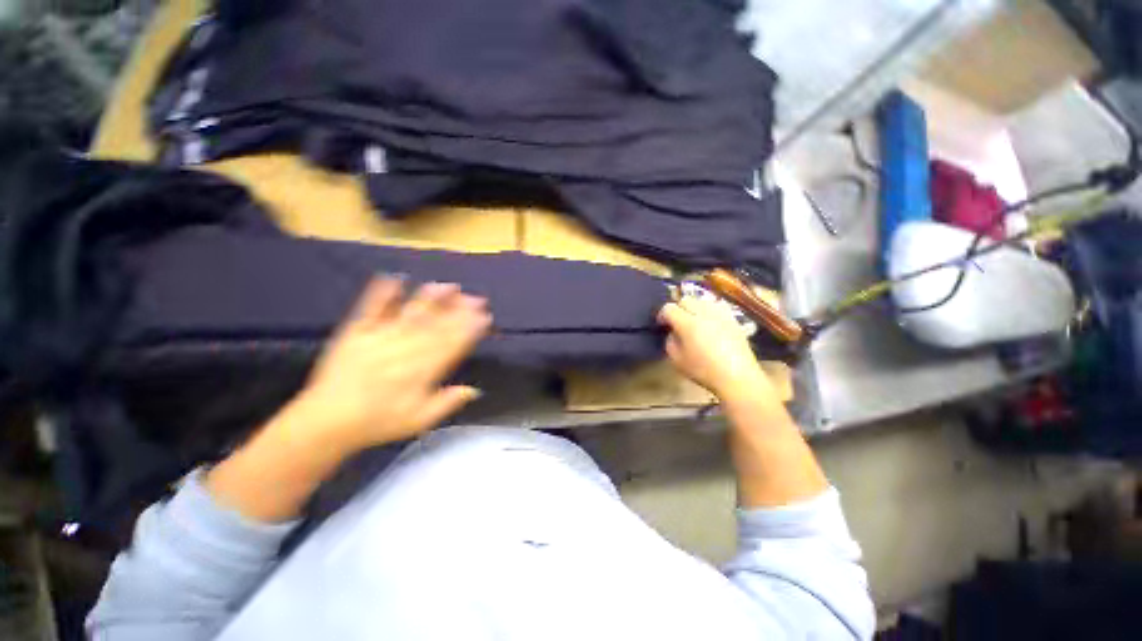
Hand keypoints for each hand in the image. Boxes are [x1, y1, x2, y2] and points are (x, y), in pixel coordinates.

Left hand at [278, 277, 491, 454]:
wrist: (326, 422)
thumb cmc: (377, 423)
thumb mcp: (418, 421)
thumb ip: (447, 403)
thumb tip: (475, 389)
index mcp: (420, 371)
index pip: (451, 345)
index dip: (470, 330)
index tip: (484, 317)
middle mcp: (404, 350)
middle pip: (437, 326)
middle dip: (460, 311)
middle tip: (477, 299)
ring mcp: (379, 338)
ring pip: (411, 314)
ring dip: (431, 299)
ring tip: (449, 286)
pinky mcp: (355, 332)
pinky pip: (371, 309)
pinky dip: (382, 293)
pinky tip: (394, 278)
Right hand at [658, 296, 772, 402]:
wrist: (737, 377)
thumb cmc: (704, 370)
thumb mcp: (677, 360)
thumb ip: (670, 341)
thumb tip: (672, 331)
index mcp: (688, 323)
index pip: (669, 308)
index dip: (662, 315)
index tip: (662, 325)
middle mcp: (704, 313)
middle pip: (686, 300)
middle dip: (678, 309)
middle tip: (677, 322)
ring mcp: (720, 314)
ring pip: (701, 301)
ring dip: (694, 308)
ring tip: (694, 321)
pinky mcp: (732, 318)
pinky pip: (716, 306)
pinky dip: (709, 311)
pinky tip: (709, 323)